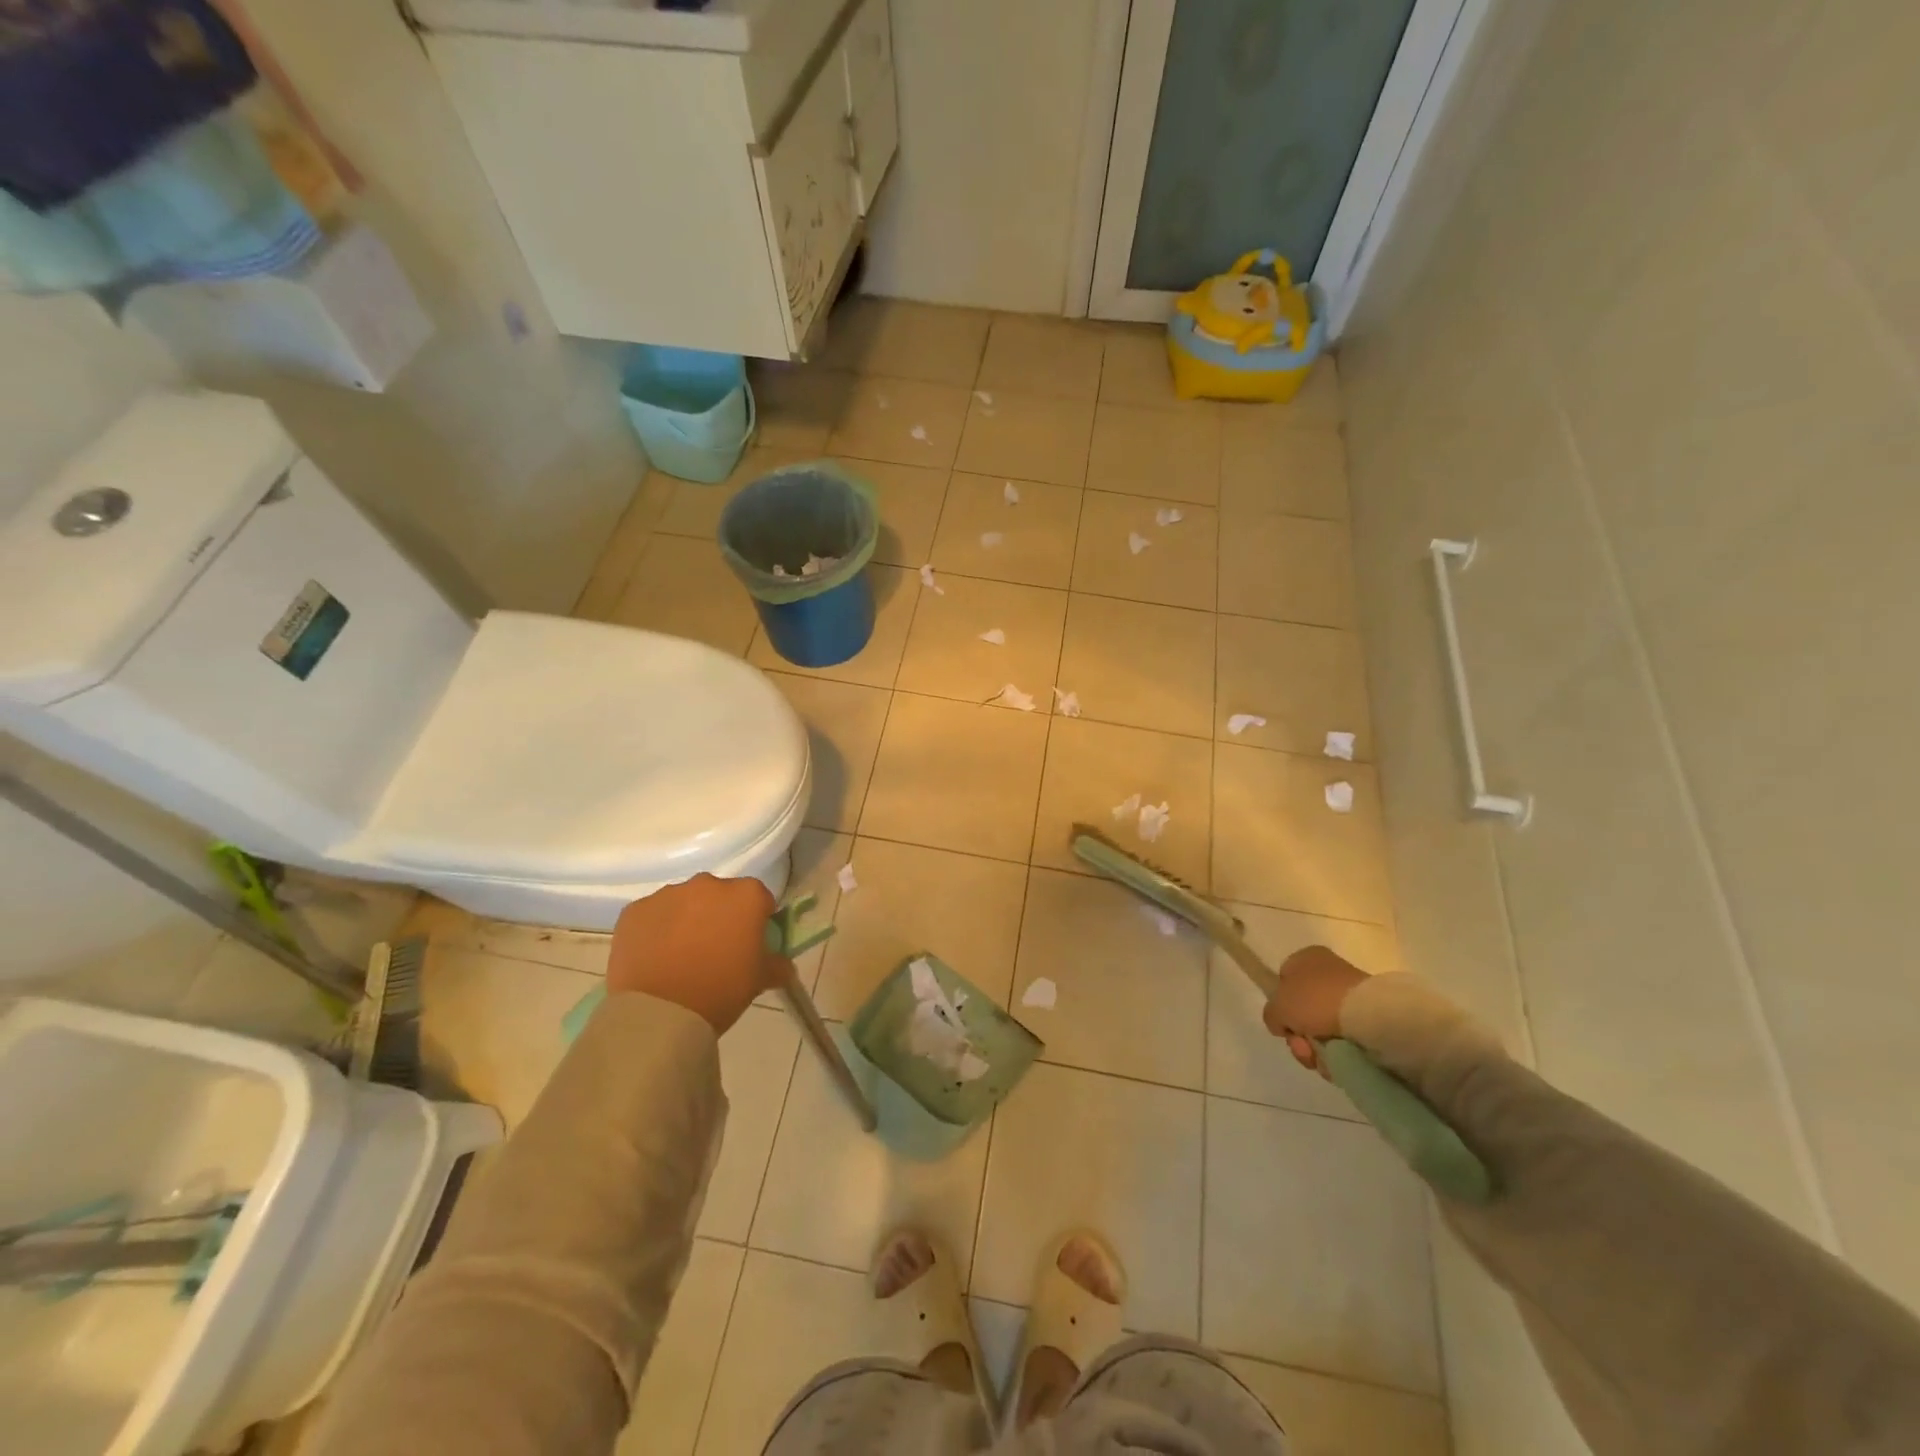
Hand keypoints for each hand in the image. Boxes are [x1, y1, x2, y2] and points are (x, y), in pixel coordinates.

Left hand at [605, 874, 785, 1034]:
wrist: (659, 1013)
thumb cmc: (720, 990)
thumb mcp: (759, 980)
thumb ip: (776, 964)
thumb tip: (782, 964)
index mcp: (746, 895)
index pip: (760, 899)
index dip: (757, 920)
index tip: (750, 943)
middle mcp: (708, 884)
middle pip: (720, 895)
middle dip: (720, 916)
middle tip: (715, 950)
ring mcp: (668, 894)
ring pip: (685, 902)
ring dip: (687, 920)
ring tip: (680, 957)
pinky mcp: (634, 910)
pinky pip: (653, 916)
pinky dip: (656, 930)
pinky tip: (655, 959)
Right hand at [1262, 945, 1369, 1075]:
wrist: (1369, 1016)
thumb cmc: (1316, 1000)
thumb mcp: (1277, 1007)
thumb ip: (1271, 1014)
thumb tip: (1282, 1024)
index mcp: (1305, 958)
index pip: (1283, 982)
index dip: (1280, 1006)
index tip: (1285, 1025)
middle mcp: (1328, 972)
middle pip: (1302, 1011)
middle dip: (1299, 1037)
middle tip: (1303, 1048)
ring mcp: (1350, 995)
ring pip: (1322, 1028)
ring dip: (1316, 1049)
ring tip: (1322, 1059)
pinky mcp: (1368, 1017)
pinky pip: (1344, 1038)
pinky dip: (1338, 1053)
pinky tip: (1338, 1061)